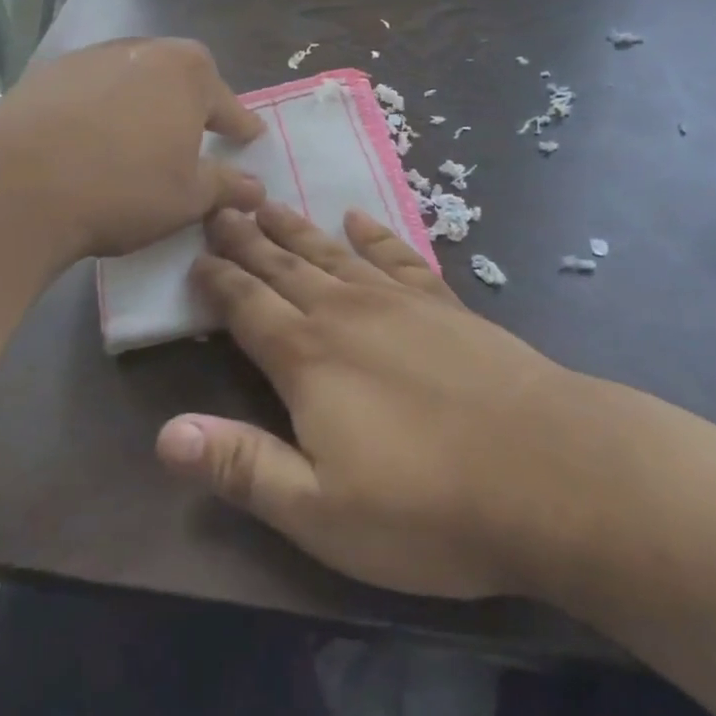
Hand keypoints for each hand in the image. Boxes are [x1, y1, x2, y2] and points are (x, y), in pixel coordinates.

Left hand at [0, 38, 266, 261]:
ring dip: (142, 103)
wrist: (17, 185)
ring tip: (139, 138)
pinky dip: (100, 109)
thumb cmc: (123, 188)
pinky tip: (91, 139)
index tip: (250, 136)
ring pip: (132, 79)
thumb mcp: (188, 197)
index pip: (227, 102)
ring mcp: (91, 58)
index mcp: (187, 73)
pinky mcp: (48, 74)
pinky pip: (90, 90)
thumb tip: (256, 188)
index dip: (240, 124)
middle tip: (195, 134)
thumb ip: (227, 187)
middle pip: (178, 78)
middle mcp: (143, 50)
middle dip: (190, 104)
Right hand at [155, 202, 578, 599]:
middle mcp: (346, 313)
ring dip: (298, 229)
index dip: (218, 280)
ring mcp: (400, 301)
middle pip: (285, 267)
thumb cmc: (428, 507)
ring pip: (333, 253)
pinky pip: (398, 255)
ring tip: (271, 203)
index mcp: (307, 358)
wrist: (550, 472)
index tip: (196, 255)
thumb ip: (241, 466)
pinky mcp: (446, 304)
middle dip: (249, 239)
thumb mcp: (320, 512)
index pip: (246, 306)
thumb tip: (164, 435)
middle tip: (222, 208)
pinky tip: (360, 218)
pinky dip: (375, 234)